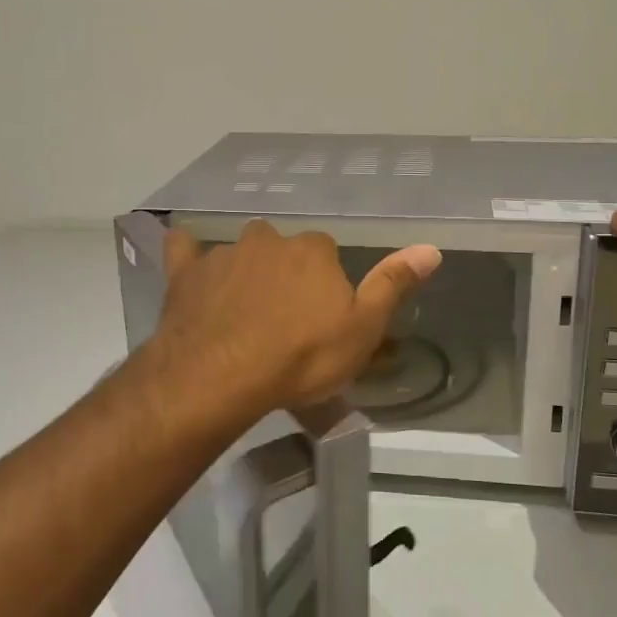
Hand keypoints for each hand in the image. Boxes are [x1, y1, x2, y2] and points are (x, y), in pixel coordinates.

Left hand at [149, 221, 441, 420]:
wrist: (222, 377)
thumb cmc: (301, 357)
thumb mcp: (363, 329)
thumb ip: (393, 284)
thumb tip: (431, 248)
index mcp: (313, 250)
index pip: (326, 255)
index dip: (325, 286)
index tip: (321, 319)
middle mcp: (269, 239)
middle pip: (283, 251)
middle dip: (285, 276)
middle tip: (283, 320)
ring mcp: (224, 253)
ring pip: (241, 254)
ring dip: (245, 273)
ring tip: (241, 315)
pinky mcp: (186, 272)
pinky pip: (184, 251)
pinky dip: (188, 254)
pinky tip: (187, 261)